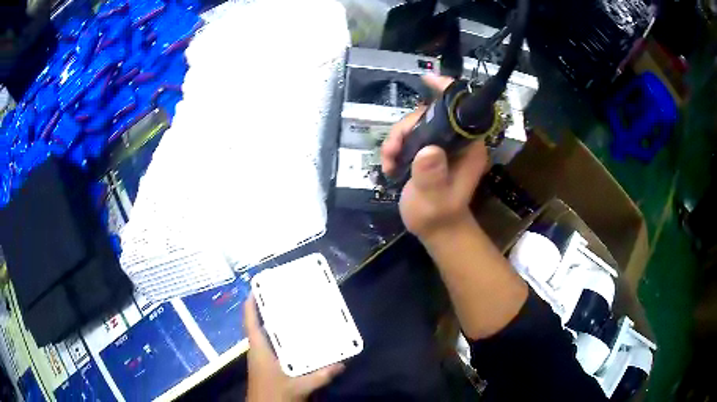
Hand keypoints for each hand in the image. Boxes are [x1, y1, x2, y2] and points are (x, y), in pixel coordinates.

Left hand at [244, 295, 343, 401]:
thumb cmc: (274, 394)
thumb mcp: (299, 386)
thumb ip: (320, 376)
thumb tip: (341, 364)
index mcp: (259, 348)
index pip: (250, 320)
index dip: (251, 303)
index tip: (259, 286)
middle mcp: (258, 350)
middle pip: (260, 325)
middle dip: (269, 310)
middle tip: (286, 297)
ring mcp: (262, 358)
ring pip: (267, 336)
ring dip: (277, 325)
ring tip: (294, 314)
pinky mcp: (268, 366)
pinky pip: (274, 347)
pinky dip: (283, 341)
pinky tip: (298, 341)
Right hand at [381, 75, 488, 240]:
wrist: (436, 231)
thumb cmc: (438, 216)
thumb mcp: (434, 198)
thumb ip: (431, 175)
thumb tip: (428, 149)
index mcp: (469, 147)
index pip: (462, 109)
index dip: (447, 90)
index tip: (427, 80)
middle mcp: (458, 142)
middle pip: (430, 115)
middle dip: (406, 127)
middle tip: (392, 149)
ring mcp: (443, 146)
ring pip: (416, 125)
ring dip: (397, 139)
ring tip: (388, 161)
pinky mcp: (430, 153)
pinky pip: (410, 137)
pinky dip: (396, 147)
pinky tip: (388, 165)